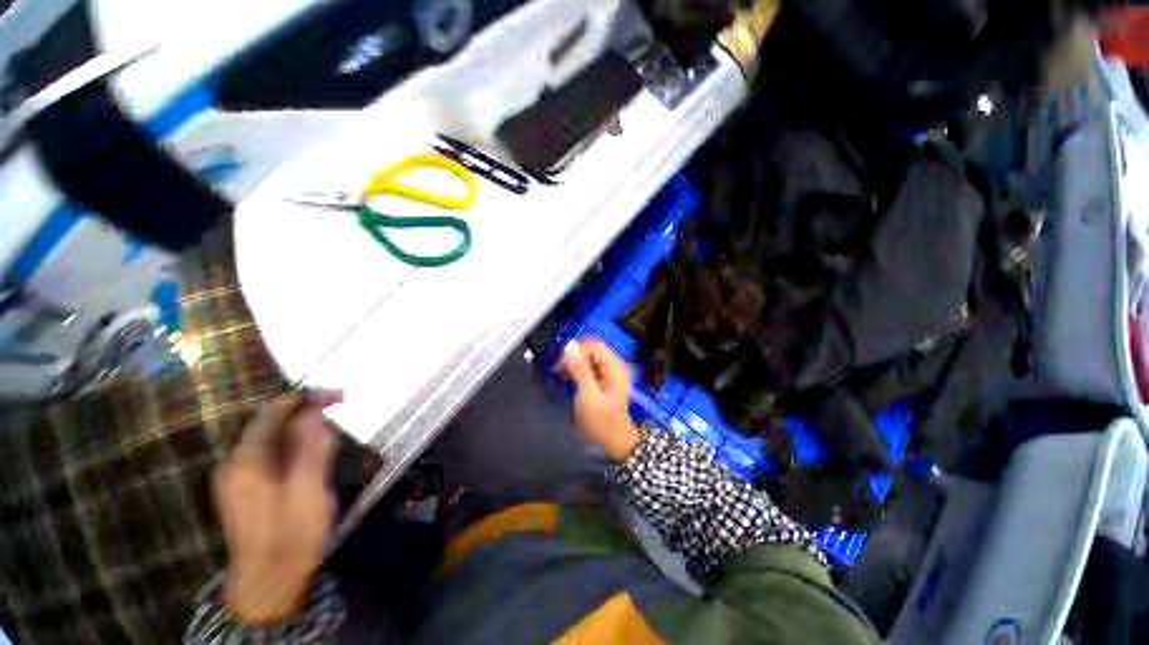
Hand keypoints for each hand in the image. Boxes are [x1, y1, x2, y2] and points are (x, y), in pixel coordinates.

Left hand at [215, 391, 340, 623]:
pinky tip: (313, 455)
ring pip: (273, 438)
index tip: (339, 396)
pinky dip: (295, 445)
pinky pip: (272, 454)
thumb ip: (310, 449)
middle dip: (307, 411)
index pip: (272, 411)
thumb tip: (314, 411)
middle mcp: (237, 463)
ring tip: (332, 432)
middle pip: (271, 423)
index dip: (306, 397)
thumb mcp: (308, 491)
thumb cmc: (291, 536)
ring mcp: (239, 476)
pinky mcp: (247, 488)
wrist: (269, 581)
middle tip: (339, 409)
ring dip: (303, 429)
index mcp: (248, 461)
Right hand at [559, 339, 640, 460]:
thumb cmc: (601, 423)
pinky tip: (569, 377)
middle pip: (592, 349)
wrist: (613, 445)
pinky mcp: (603, 380)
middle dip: (574, 355)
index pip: (594, 345)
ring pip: (589, 356)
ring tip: (562, 374)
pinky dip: (577, 368)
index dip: (576, 350)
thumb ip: (580, 370)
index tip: (560, 363)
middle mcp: (614, 366)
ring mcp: (609, 373)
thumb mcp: (588, 396)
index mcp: (615, 368)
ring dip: (574, 362)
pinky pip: (589, 366)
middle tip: (559, 370)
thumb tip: (569, 346)